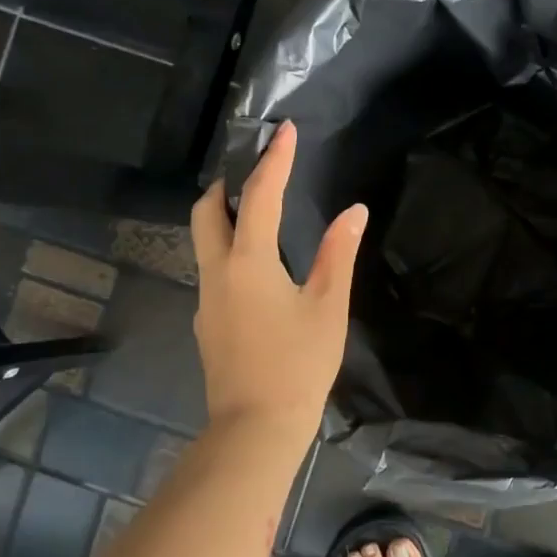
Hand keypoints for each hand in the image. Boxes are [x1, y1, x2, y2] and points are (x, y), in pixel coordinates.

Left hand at [191, 120, 368, 441]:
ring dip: (224, 218)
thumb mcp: (327, 307)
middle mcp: (217, 272)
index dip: (274, 160)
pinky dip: (229, 251)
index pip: (259, 196)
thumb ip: (337, 254)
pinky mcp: (207, 322)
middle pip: (206, 212)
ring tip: (259, 215)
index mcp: (249, 262)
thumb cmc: (299, 364)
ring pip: (203, 242)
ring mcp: (206, 299)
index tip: (284, 131)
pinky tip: (258, 271)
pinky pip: (213, 271)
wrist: (256, 426)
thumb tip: (353, 212)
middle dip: (226, 184)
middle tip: (256, 174)